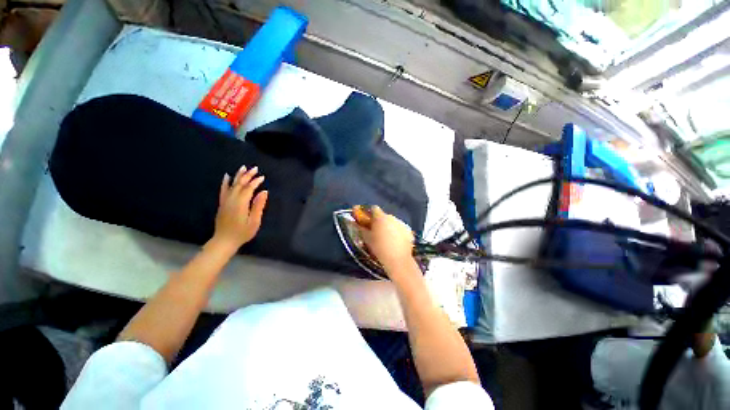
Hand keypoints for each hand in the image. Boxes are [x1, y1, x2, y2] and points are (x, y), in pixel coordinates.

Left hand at [213, 166, 267, 250]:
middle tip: (255, 168)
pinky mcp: (222, 204)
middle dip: (247, 175)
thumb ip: (258, 206)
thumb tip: (264, 192)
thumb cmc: (242, 232)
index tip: (262, 177)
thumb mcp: (254, 221)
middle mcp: (231, 199)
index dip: (255, 182)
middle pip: (240, 184)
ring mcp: (225, 201)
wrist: (224, 241)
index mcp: (241, 203)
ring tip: (243, 168)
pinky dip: (225, 182)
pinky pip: (223, 190)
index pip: (249, 188)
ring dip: (238, 176)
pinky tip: (227, 176)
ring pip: (232, 185)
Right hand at [354, 205, 414, 272]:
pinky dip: (397, 232)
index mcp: (381, 217)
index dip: (370, 213)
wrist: (398, 260)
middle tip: (376, 231)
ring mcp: (401, 223)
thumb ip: (361, 228)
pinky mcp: (408, 230)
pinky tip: (395, 242)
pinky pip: (399, 228)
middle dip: (379, 221)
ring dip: (388, 226)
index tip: (367, 220)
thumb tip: (355, 222)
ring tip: (386, 238)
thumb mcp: (367, 238)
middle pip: (384, 216)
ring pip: (392, 222)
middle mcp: (392, 217)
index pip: (374, 208)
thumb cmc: (379, 248)